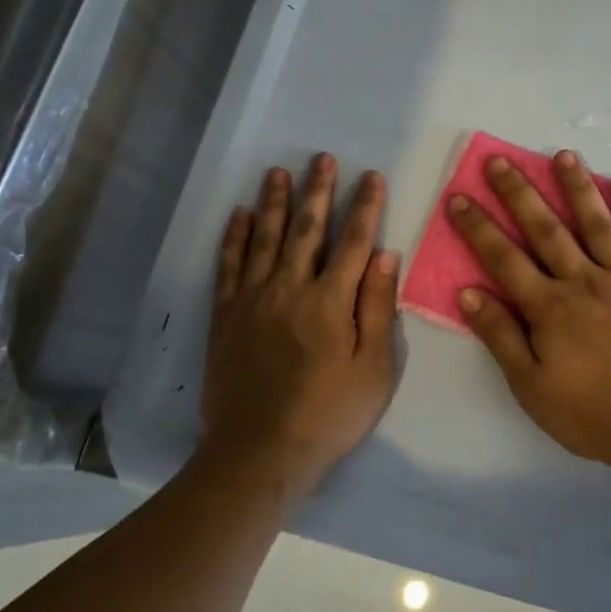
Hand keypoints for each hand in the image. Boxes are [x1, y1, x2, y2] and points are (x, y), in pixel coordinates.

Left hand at [201, 154, 399, 499]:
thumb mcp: (374, 368)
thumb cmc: (329, 414)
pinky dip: (235, 237)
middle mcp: (290, 288)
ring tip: (278, 172)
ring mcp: (253, 299)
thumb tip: (385, 255)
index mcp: (330, 300)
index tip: (371, 176)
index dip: (365, 206)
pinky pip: (229, 265)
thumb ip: (377, 308)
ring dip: (273, 202)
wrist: (259, 452)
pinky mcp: (226, 316)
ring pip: (265, 238)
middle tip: (322, 159)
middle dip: (317, 191)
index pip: (353, 241)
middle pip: (306, 229)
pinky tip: (239, 215)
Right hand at [448, 148, 610, 469]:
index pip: (504, 257)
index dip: (478, 226)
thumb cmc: (596, 414)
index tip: (459, 196)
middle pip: (546, 228)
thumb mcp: (533, 388)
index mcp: (550, 307)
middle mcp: (585, 280)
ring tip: (564, 155)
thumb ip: (501, 337)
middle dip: (519, 192)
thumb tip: (469, 292)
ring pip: (597, 221)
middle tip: (500, 160)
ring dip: (577, 186)